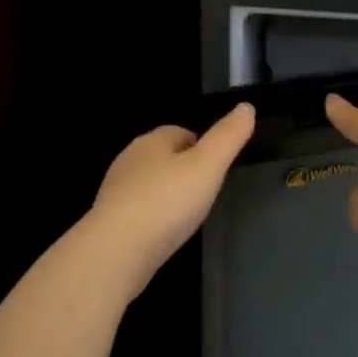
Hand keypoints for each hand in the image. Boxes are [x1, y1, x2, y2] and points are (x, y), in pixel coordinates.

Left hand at [82, 102, 255, 298]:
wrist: (117, 250)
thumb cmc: (167, 202)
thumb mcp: (208, 166)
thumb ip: (228, 137)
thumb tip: (246, 106)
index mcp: (151, 142)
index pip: (179, 132)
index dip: (201, 145)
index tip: (217, 166)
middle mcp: (129, 160)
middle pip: (162, 157)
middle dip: (183, 168)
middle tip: (207, 190)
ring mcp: (116, 191)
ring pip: (149, 184)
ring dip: (167, 193)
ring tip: (188, 213)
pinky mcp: (110, 220)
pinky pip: (139, 210)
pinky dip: (154, 215)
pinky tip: (165, 232)